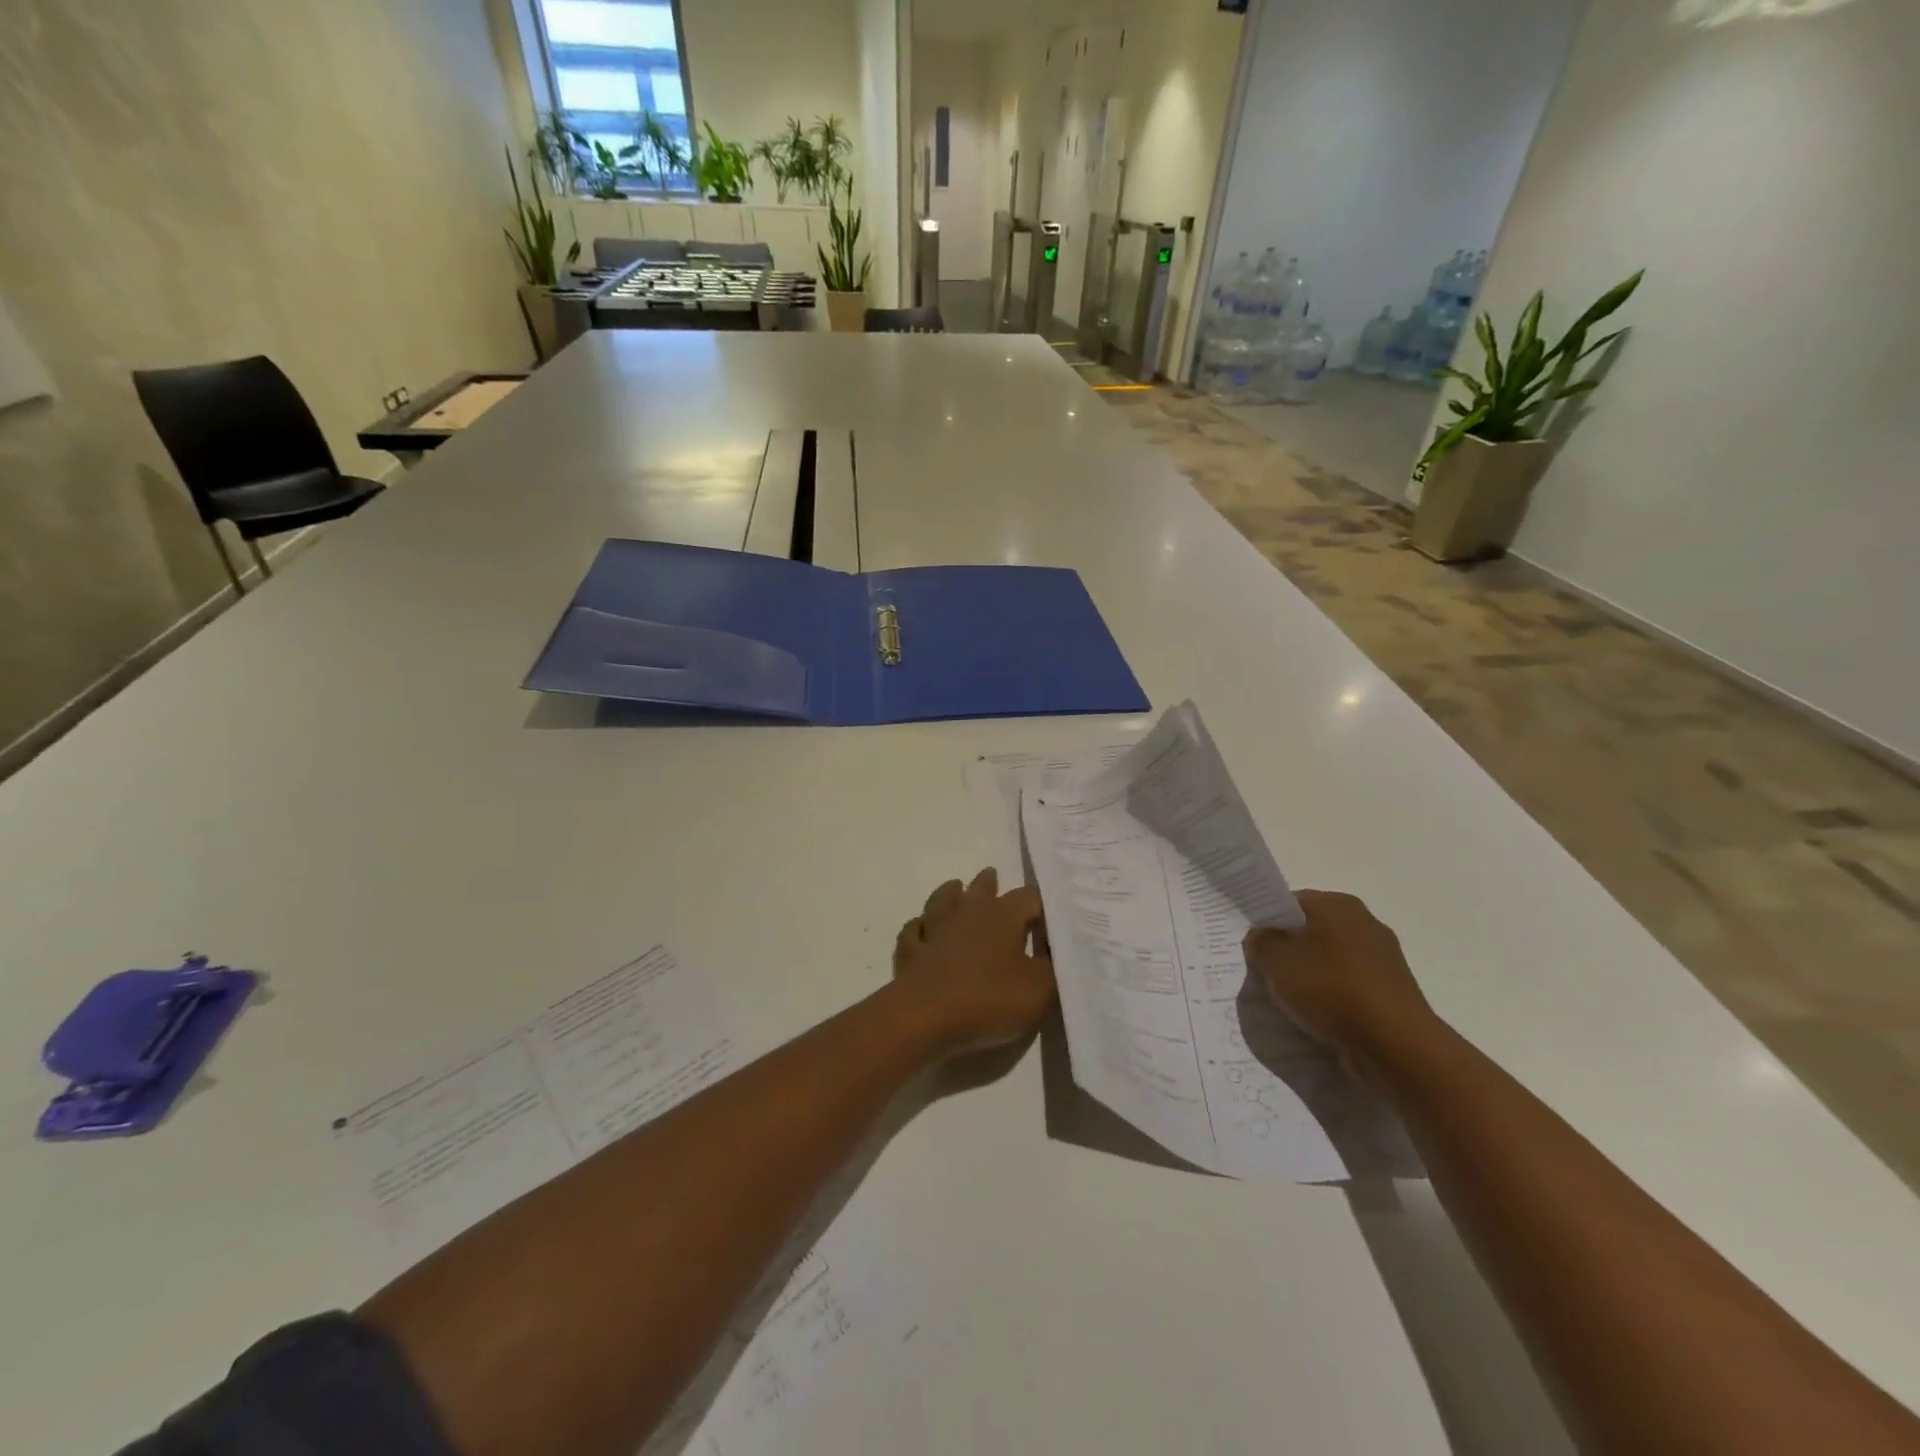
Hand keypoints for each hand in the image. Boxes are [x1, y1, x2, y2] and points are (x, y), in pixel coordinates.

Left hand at [892, 869, 1055, 1054]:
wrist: (925, 1017)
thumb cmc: (989, 998)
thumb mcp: (1040, 990)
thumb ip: (1053, 968)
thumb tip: (1056, 952)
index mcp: (1001, 915)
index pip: (1029, 898)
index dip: (1043, 907)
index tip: (1052, 921)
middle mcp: (967, 913)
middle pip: (979, 889)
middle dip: (989, 883)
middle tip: (993, 876)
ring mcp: (934, 930)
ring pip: (941, 901)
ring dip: (950, 894)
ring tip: (954, 888)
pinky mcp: (911, 952)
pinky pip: (914, 932)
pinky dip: (920, 928)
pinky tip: (922, 930)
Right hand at [1244, 890, 1439, 1085]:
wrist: (1395, 1044)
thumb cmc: (1330, 988)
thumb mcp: (1276, 961)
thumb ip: (1261, 943)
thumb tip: (1262, 937)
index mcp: (1338, 904)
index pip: (1291, 903)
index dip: (1269, 922)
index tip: (1255, 946)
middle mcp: (1364, 922)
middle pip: (1312, 931)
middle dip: (1290, 950)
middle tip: (1267, 973)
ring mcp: (1383, 958)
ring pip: (1330, 961)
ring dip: (1311, 977)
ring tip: (1292, 1001)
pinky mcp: (1392, 991)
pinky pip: (1350, 987)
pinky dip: (1333, 998)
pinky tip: (1320, 1017)